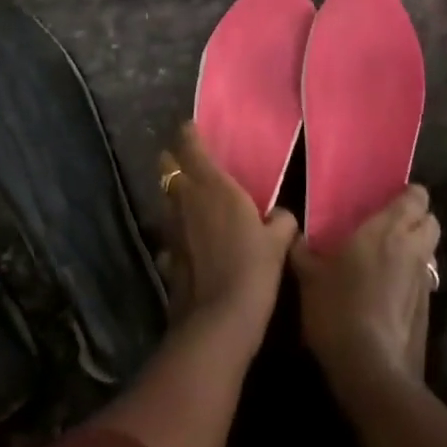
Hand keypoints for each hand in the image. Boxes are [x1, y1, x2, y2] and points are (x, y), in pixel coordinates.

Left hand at [159, 123, 297, 341]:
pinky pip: (167, 230)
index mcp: (213, 186)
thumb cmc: (253, 269)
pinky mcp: (166, 252)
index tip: (191, 127)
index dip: (188, 134)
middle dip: (173, 159)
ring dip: (172, 192)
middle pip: (167, 166)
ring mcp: (171, 226)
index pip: (191, 146)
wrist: (219, 319)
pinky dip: (174, 228)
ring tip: (188, 196)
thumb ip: (281, 221)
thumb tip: (282, 214)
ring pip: (164, 196)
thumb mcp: (278, 242)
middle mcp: (186, 199)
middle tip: (188, 160)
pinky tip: (187, 238)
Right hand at [290, 186, 440, 389]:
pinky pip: (425, 279)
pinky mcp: (427, 310)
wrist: (370, 369)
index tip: (387, 198)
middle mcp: (412, 248)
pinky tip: (387, 289)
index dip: (408, 194)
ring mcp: (424, 281)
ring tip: (387, 255)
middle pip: (431, 221)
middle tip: (388, 224)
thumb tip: (292, 234)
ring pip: (431, 251)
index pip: (416, 197)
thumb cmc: (338, 307)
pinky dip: (412, 277)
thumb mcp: (308, 276)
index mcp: (387, 229)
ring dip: (417, 248)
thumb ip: (302, 250)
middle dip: (417, 218)